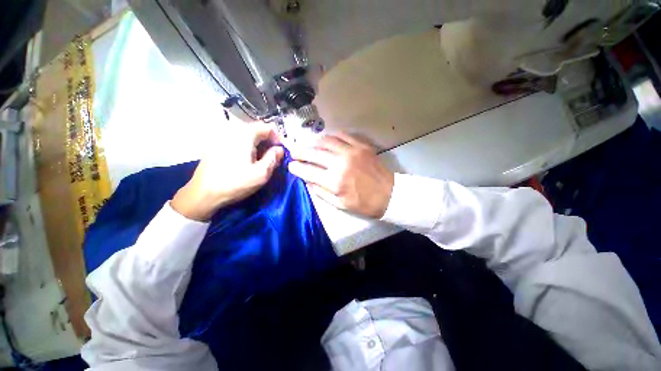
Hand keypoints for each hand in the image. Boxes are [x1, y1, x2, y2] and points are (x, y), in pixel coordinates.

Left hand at [171, 122, 283, 220]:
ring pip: (246, 135)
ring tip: (259, 160)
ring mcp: (221, 135)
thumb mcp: (262, 173)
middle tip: (271, 158)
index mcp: (245, 134)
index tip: (280, 152)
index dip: (278, 139)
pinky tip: (245, 160)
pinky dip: (245, 146)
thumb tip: (279, 149)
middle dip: (267, 142)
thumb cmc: (235, 183)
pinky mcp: (215, 143)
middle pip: (257, 130)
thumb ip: (274, 158)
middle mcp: (232, 129)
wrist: (204, 193)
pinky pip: (236, 140)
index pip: (268, 127)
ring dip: (257, 145)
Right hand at [288, 132, 393, 218]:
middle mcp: (341, 163)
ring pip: (326, 140)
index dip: (297, 168)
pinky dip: (331, 136)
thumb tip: (307, 181)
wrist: (389, 194)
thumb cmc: (364, 203)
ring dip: (314, 143)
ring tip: (310, 146)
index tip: (291, 165)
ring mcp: (352, 151)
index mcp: (335, 181)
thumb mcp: (340, 204)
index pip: (308, 171)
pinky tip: (327, 140)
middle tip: (294, 152)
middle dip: (300, 152)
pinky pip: (342, 135)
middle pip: (314, 153)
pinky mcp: (361, 146)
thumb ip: (321, 192)